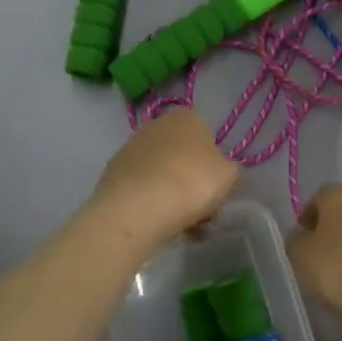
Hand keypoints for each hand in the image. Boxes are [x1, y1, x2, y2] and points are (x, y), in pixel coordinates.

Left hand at [91, 110, 238, 249]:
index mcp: (186, 117)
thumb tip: (220, 170)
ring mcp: (130, 147)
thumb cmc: (192, 183)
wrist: (137, 208)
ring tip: (179, 223)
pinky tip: (157, 223)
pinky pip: (141, 187)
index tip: (215, 187)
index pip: (206, 136)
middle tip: (200, 208)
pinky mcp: (112, 172)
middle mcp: (156, 125)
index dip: (213, 163)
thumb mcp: (229, 175)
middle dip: (190, 178)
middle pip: (182, 155)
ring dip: (171, 192)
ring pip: (161, 172)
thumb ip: (229, 168)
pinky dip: (150, 201)